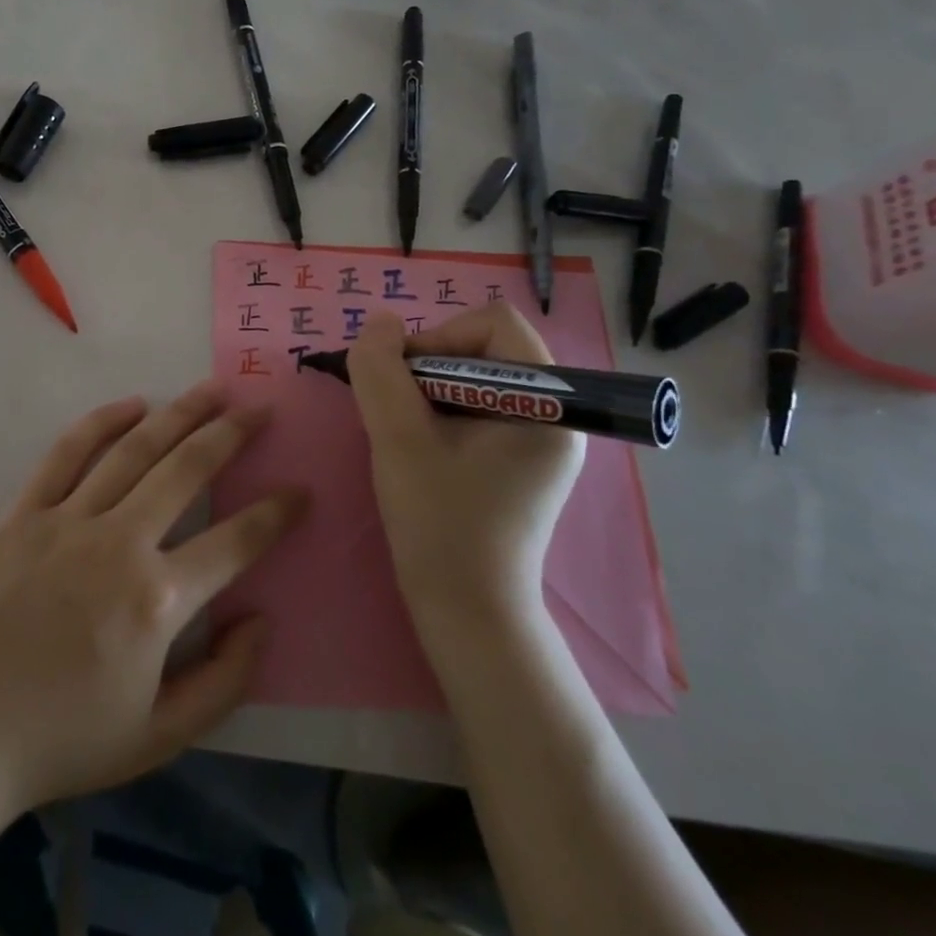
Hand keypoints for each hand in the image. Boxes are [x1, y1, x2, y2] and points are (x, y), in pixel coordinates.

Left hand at [0, 381, 305, 822]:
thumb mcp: (160, 736)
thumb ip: (225, 681)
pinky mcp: (26, 512)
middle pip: (188, 470)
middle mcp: (121, 543)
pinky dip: (102, 422)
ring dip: (179, 414)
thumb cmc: (62, 741)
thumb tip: (261, 619)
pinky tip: (132, 403)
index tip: (300, 490)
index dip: (276, 514)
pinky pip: (68, 453)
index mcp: (158, 600)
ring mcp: (69, 520)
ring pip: (135, 449)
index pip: (236, 541)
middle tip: (260, 408)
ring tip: (212, 389)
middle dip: (232, 434)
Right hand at [347, 306, 583, 629]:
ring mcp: (539, 440)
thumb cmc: (440, 524)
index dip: (441, 337)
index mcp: (547, 403)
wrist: (467, 612)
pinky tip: (419, 450)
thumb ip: (381, 370)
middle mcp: (555, 414)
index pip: (495, 323)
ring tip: (406, 434)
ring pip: (473, 378)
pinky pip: (476, 408)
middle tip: (398, 411)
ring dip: (428, 393)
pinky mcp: (519, 461)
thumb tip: (380, 323)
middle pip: (484, 348)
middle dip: (429, 367)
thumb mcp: (398, 439)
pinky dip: (439, 414)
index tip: (406, 381)